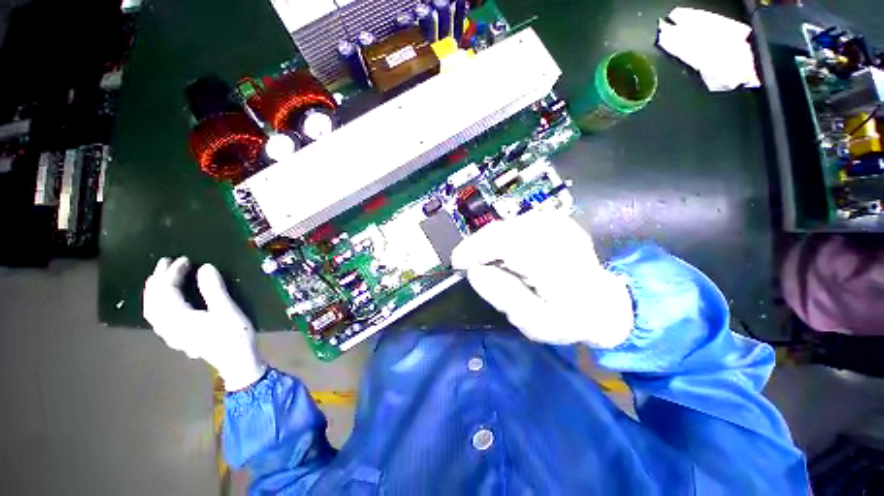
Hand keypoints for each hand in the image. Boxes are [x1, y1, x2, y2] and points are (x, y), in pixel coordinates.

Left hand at [143, 257, 265, 390]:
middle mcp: (173, 328)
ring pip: (152, 311)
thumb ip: (214, 289)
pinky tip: (158, 303)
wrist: (240, 367)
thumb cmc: (236, 339)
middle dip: (159, 278)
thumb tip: (204, 267)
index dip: (174, 272)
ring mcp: (173, 336)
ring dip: (152, 292)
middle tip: (167, 262)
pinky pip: (156, 322)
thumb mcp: (229, 312)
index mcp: (183, 320)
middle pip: (155, 300)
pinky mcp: (178, 340)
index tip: (187, 260)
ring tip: (157, 278)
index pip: (168, 290)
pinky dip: (153, 308)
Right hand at [451, 212, 633, 347]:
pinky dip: (510, 236)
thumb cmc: (569, 320)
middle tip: (470, 267)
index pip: (503, 242)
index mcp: (552, 261)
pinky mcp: (560, 222)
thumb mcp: (535, 322)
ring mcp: (560, 225)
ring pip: (512, 223)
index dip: (474, 249)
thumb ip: (504, 296)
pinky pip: (523, 223)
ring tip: (492, 265)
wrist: (605, 305)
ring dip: (495, 241)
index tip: (457, 264)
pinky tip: (512, 255)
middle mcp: (557, 235)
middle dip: (481, 245)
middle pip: (504, 228)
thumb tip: (475, 271)